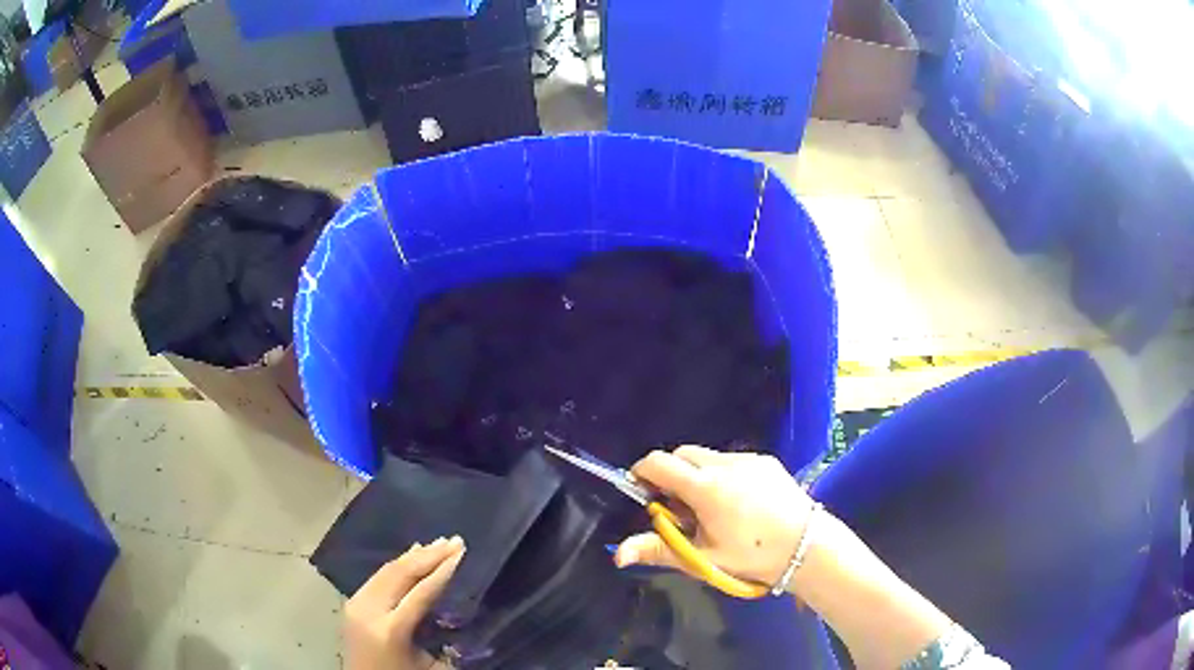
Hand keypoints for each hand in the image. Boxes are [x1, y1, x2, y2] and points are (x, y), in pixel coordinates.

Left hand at [345, 536, 465, 669]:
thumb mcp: (431, 663)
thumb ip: (442, 635)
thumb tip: (458, 604)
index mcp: (392, 630)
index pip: (421, 592)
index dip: (442, 571)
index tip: (461, 553)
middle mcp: (370, 610)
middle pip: (401, 574)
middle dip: (430, 556)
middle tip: (454, 541)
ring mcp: (356, 604)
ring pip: (388, 570)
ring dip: (414, 556)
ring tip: (439, 543)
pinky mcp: (352, 602)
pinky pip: (377, 576)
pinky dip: (398, 564)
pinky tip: (412, 553)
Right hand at [615, 447, 814, 585]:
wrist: (806, 546)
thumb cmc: (750, 556)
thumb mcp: (703, 558)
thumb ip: (659, 550)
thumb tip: (618, 554)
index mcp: (704, 487)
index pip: (658, 462)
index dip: (642, 473)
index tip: (642, 493)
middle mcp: (723, 464)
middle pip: (682, 454)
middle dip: (671, 473)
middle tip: (678, 506)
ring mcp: (748, 459)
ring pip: (708, 456)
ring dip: (697, 473)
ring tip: (711, 507)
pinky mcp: (767, 461)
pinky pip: (733, 461)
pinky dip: (723, 474)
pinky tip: (739, 502)